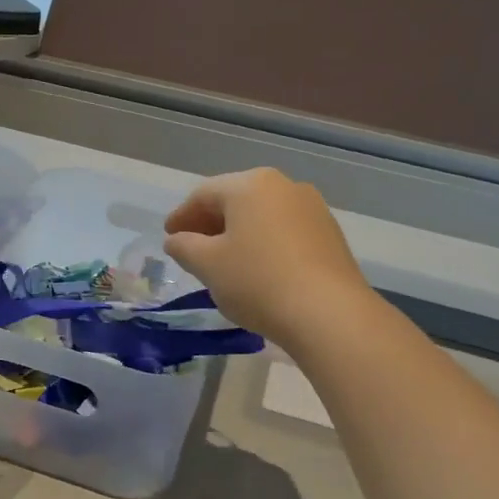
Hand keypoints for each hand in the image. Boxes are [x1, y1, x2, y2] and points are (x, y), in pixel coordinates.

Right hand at [163, 168, 374, 349]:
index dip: (181, 216)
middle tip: (191, 247)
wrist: (328, 313)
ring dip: (238, 234)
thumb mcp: (208, 265)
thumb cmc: (257, 281)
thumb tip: (176, 240)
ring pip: (262, 216)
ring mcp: (312, 208)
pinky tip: (256, 268)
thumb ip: (184, 247)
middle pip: (236, 200)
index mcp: (250, 185)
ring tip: (223, 260)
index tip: (169, 236)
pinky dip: (263, 243)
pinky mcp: (329, 235)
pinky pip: (284, 231)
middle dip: (210, 223)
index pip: (204, 194)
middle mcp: (284, 186)